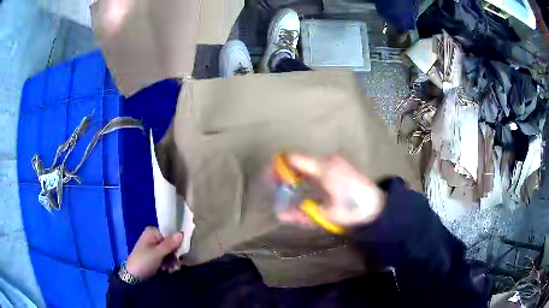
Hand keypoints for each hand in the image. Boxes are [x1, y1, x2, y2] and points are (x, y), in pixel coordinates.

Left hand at [125, 227, 182, 279]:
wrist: (133, 275)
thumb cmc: (144, 261)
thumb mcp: (157, 253)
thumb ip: (170, 244)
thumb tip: (182, 233)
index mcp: (153, 232)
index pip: (171, 235)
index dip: (177, 245)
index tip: (179, 255)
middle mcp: (154, 237)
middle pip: (171, 244)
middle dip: (175, 256)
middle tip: (175, 266)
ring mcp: (154, 247)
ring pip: (170, 253)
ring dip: (172, 262)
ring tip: (171, 270)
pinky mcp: (155, 256)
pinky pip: (166, 258)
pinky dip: (168, 264)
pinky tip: (168, 270)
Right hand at [278, 154, 385, 226]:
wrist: (378, 206)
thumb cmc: (352, 209)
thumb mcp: (326, 214)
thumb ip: (302, 213)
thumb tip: (280, 214)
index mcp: (323, 169)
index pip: (294, 159)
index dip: (279, 166)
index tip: (269, 179)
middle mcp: (327, 161)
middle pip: (299, 161)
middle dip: (286, 173)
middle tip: (277, 187)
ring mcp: (334, 162)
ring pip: (308, 165)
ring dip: (297, 175)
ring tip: (290, 189)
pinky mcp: (339, 166)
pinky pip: (318, 168)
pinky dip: (308, 176)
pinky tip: (307, 188)